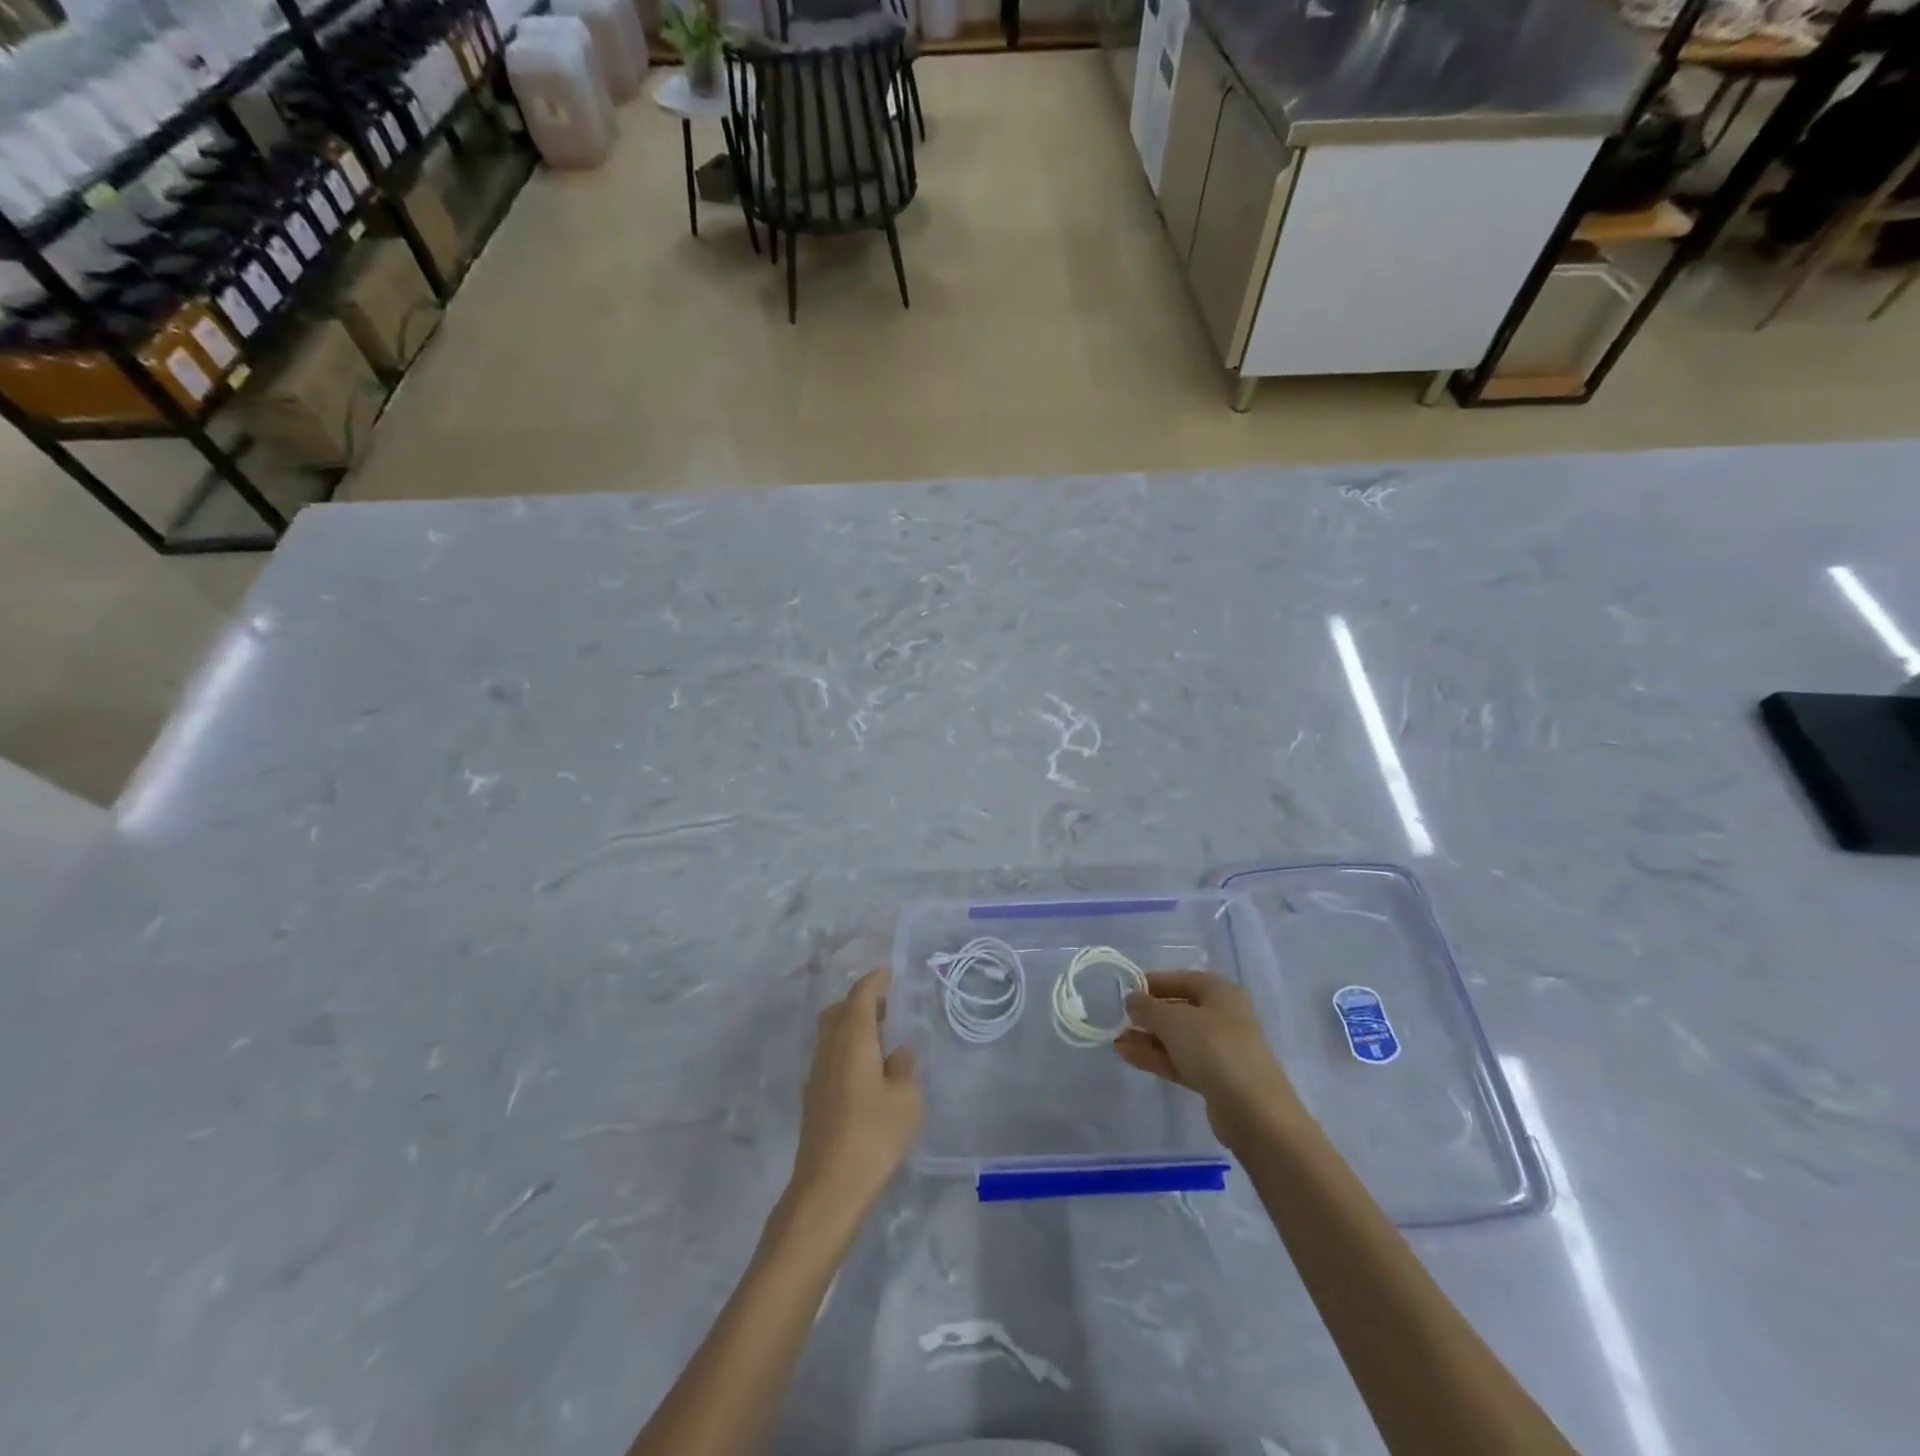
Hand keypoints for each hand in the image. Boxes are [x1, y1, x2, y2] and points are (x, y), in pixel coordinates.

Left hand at [788, 967, 922, 1221]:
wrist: (828, 1188)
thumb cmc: (873, 1136)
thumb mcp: (905, 1100)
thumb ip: (904, 1069)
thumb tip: (900, 1051)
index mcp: (852, 1040)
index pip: (860, 996)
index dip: (874, 980)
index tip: (889, 972)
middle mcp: (829, 1049)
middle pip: (839, 1011)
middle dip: (860, 1002)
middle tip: (887, 1006)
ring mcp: (817, 1074)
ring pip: (831, 1034)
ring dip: (852, 1026)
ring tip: (882, 1037)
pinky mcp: (813, 1098)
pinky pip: (830, 1056)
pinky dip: (847, 1049)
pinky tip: (868, 1070)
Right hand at [1115, 971, 1300, 1145]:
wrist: (1252, 1109)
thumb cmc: (1213, 1047)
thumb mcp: (1173, 1020)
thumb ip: (1148, 1007)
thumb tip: (1132, 999)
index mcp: (1220, 991)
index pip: (1180, 979)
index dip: (1152, 983)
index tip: (1125, 992)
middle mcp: (1223, 1016)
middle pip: (1179, 1009)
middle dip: (1148, 1015)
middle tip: (1119, 1020)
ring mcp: (1221, 1049)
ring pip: (1178, 1038)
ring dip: (1148, 1039)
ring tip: (1116, 1041)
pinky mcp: (1216, 1078)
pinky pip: (1181, 1060)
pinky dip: (1157, 1057)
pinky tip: (1128, 1056)